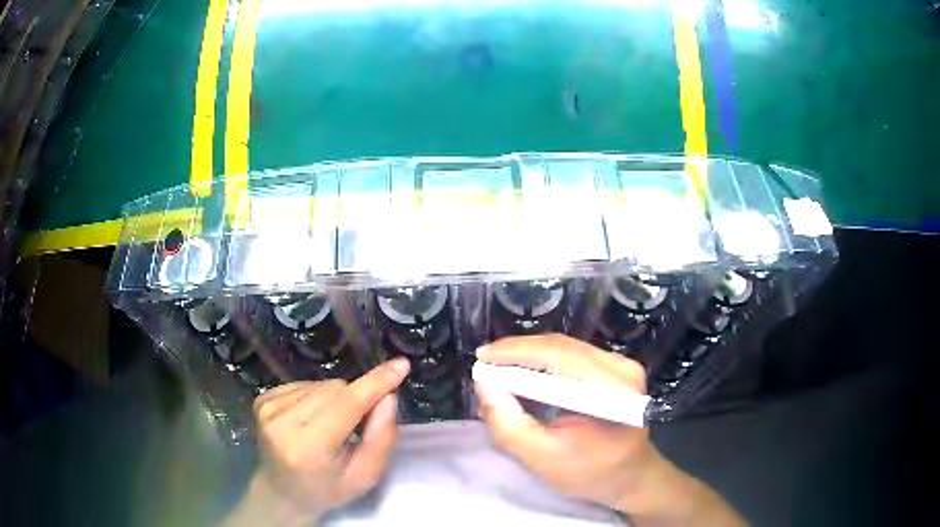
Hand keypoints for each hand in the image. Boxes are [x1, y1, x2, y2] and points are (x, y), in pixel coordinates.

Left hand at [227, 357, 409, 524]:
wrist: (281, 491)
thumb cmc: (328, 488)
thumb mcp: (365, 476)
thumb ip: (381, 438)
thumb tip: (388, 396)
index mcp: (309, 447)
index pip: (346, 405)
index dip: (375, 384)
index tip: (400, 365)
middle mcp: (282, 422)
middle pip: (335, 389)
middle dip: (354, 400)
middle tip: (354, 428)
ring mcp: (268, 408)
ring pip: (320, 384)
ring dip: (335, 400)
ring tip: (329, 428)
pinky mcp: (262, 399)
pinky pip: (304, 384)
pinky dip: (316, 398)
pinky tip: (311, 420)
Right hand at [475, 334, 743, 525]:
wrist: (631, 476)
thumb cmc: (590, 473)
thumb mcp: (543, 459)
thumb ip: (510, 426)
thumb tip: (484, 385)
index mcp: (612, 390)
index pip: (559, 355)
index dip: (516, 351)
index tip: (481, 357)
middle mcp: (622, 367)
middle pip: (562, 346)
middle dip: (519, 351)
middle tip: (485, 362)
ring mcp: (623, 365)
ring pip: (566, 348)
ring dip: (530, 355)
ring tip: (499, 368)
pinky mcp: (618, 368)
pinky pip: (574, 356)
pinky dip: (545, 362)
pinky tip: (526, 372)